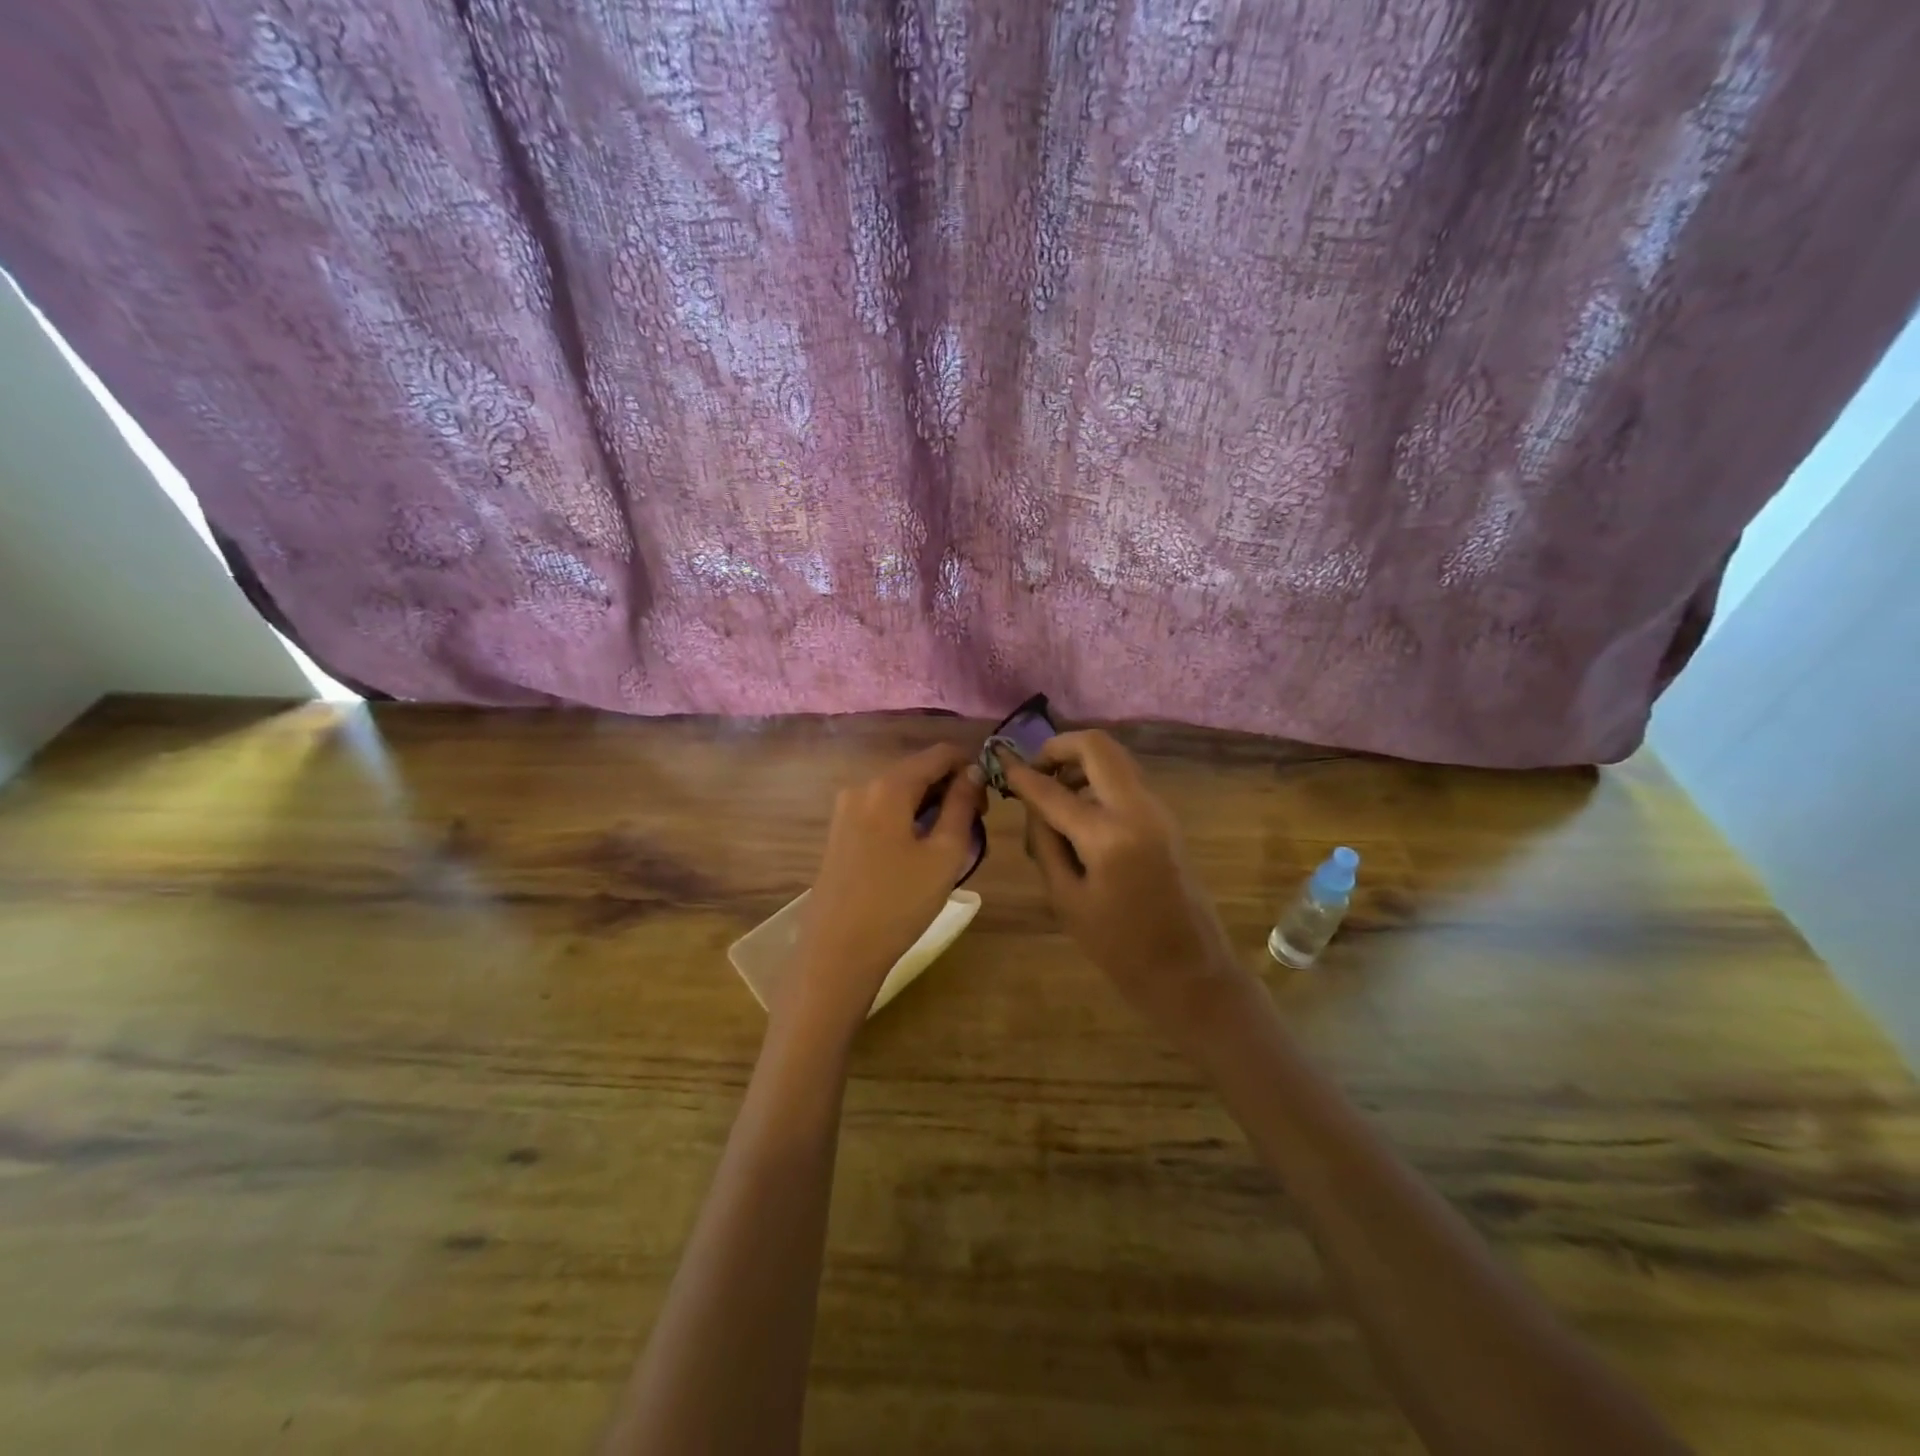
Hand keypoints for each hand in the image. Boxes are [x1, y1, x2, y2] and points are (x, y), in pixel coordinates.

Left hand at [787, 743, 985, 1033]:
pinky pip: (881, 811)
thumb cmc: (898, 903)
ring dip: (929, 805)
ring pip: (899, 792)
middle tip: (974, 825)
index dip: (969, 766)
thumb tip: (972, 772)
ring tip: (949, 843)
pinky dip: (906, 818)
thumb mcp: (944, 854)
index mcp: (888, 786)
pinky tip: (918, 852)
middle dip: (949, 788)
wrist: (837, 952)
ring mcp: (844, 810)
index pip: (938, 753)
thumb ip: (962, 805)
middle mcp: (861, 787)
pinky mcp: (838, 833)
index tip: (987, 799)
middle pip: (916, 771)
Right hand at [1001, 731, 1258, 1058]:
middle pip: (1096, 745)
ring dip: (1080, 763)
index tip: (999, 763)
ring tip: (1053, 795)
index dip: (1021, 774)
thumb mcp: (1066, 899)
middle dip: (1059, 748)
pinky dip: (1099, 780)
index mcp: (1107, 834)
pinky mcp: (1165, 818)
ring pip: (1115, 758)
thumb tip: (1033, 804)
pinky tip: (1079, 811)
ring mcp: (1157, 809)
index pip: (1053, 790)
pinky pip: (1126, 780)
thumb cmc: (1119, 947)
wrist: (1189, 970)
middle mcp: (1137, 808)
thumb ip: (1046, 843)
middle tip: (1035, 771)